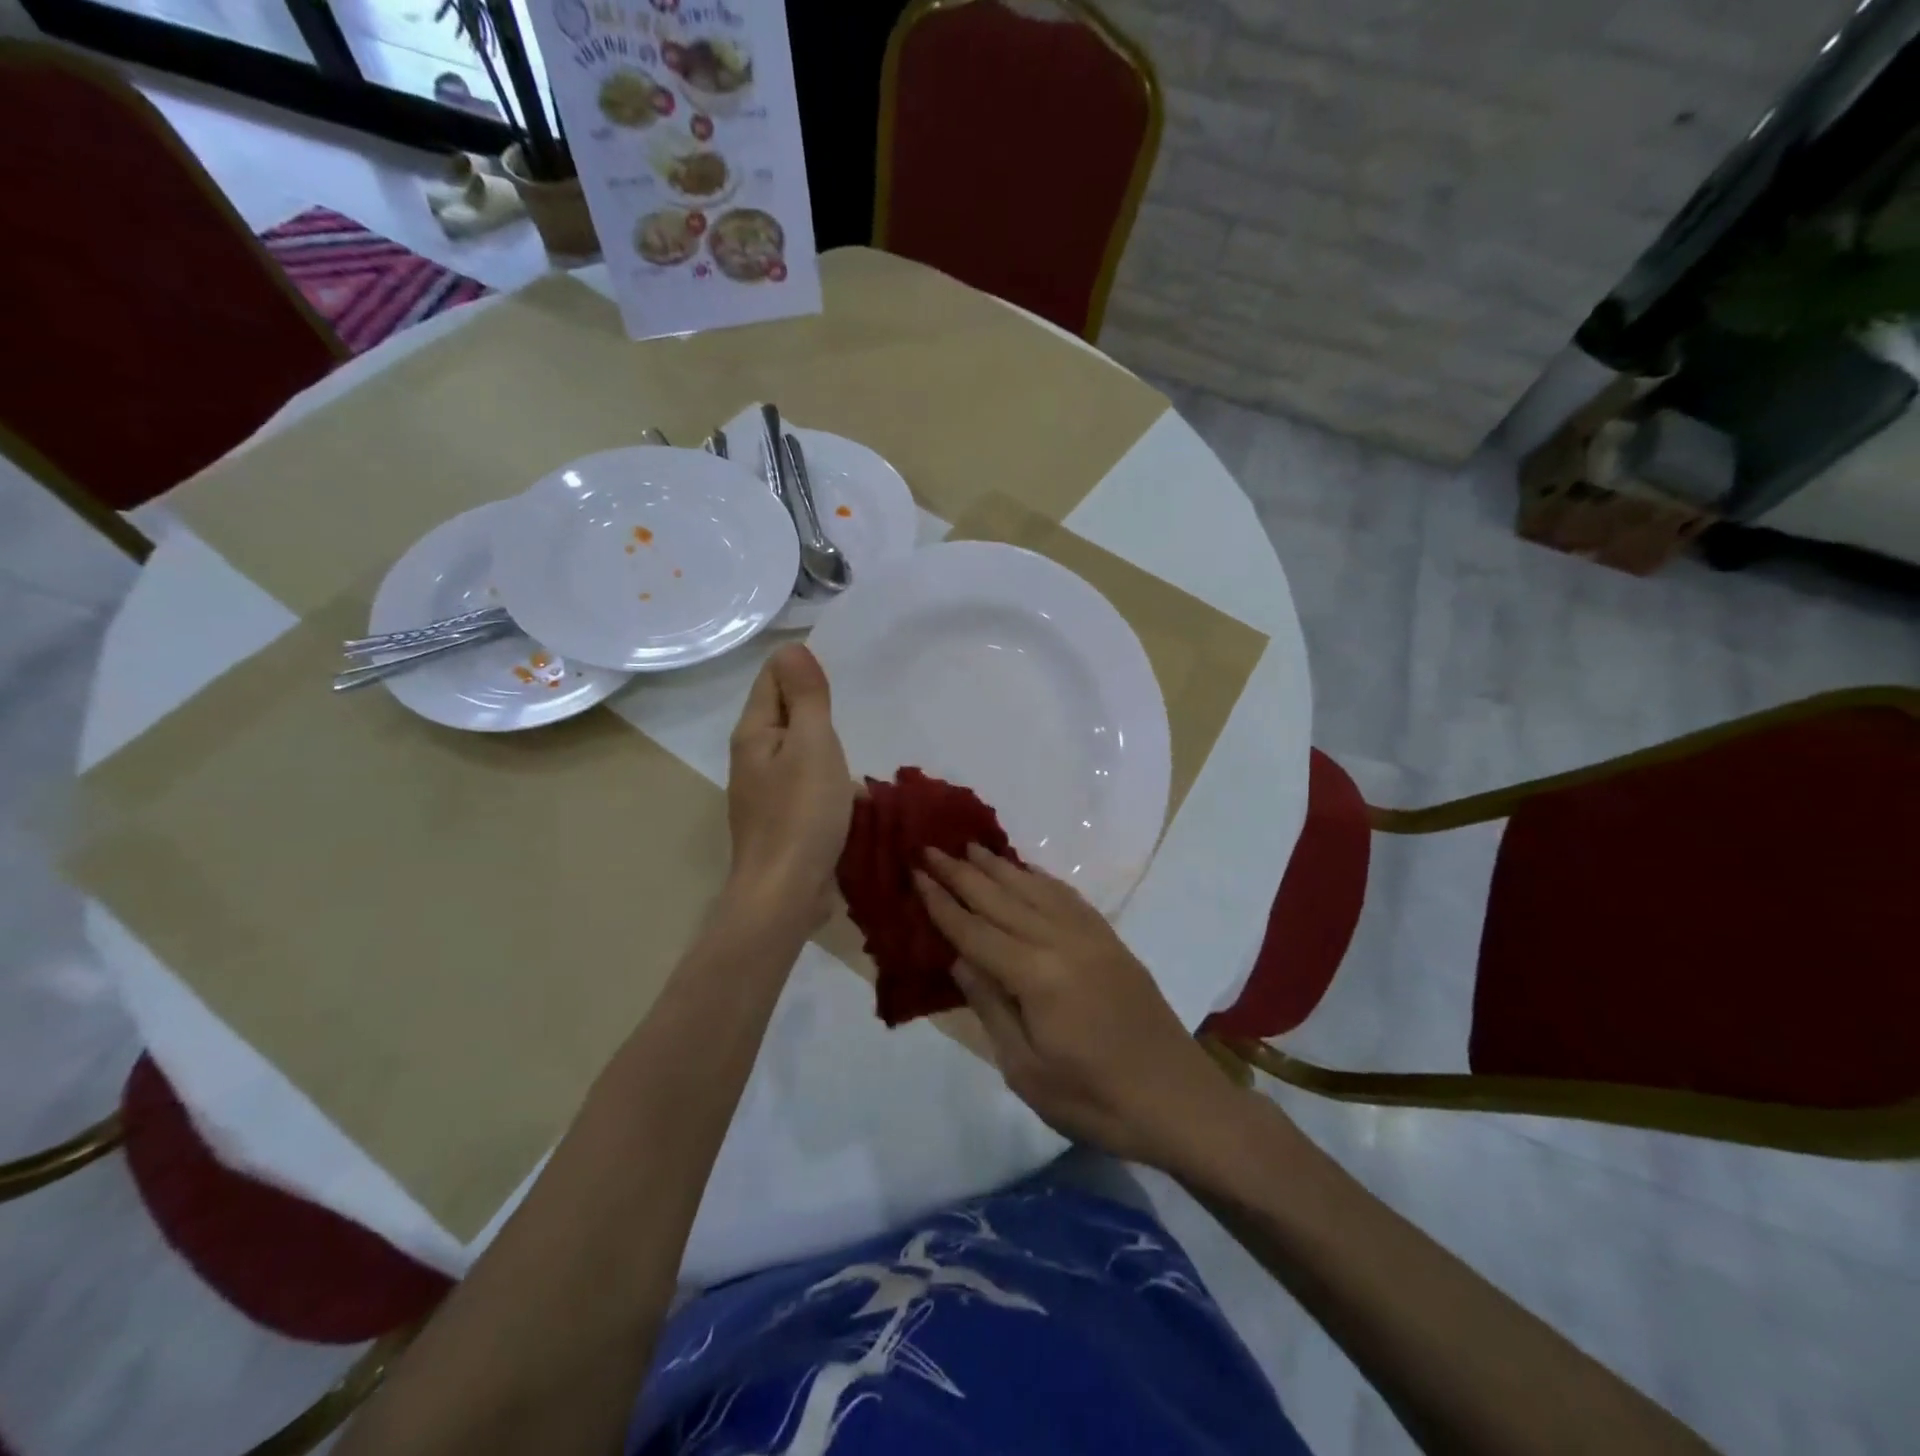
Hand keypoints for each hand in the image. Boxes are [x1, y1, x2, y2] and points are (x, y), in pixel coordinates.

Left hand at [726, 645, 852, 925]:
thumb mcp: (812, 745)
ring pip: (798, 751)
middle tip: (855, 700)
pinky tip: (850, 790)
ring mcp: (765, 792)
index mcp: (754, 733)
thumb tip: (791, 647)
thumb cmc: (801, 814)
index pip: (773, 679)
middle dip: (816, 705)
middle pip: (785, 714)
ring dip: (824, 745)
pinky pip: (806, 784)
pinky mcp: (781, 820)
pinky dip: (827, 778)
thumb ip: (806, 697)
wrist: (785, 894)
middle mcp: (753, 758)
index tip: (841, 668)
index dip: (802, 667)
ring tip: (856, 743)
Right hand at [915, 845, 1241, 1169]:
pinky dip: (1041, 878)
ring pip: (1035, 889)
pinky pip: (1068, 897)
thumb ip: (991, 1008)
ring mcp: (1091, 937)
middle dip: (962, 873)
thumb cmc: (1096, 1100)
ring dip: (999, 867)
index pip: (975, 931)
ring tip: (971, 846)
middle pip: (1002, 899)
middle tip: (931, 847)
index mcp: (1036, 975)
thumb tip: (959, 959)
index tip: (916, 873)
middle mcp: (1062, 942)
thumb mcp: (1027, 1071)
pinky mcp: (1111, 941)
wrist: (1179, 1102)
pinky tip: (1027, 871)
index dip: (942, 903)